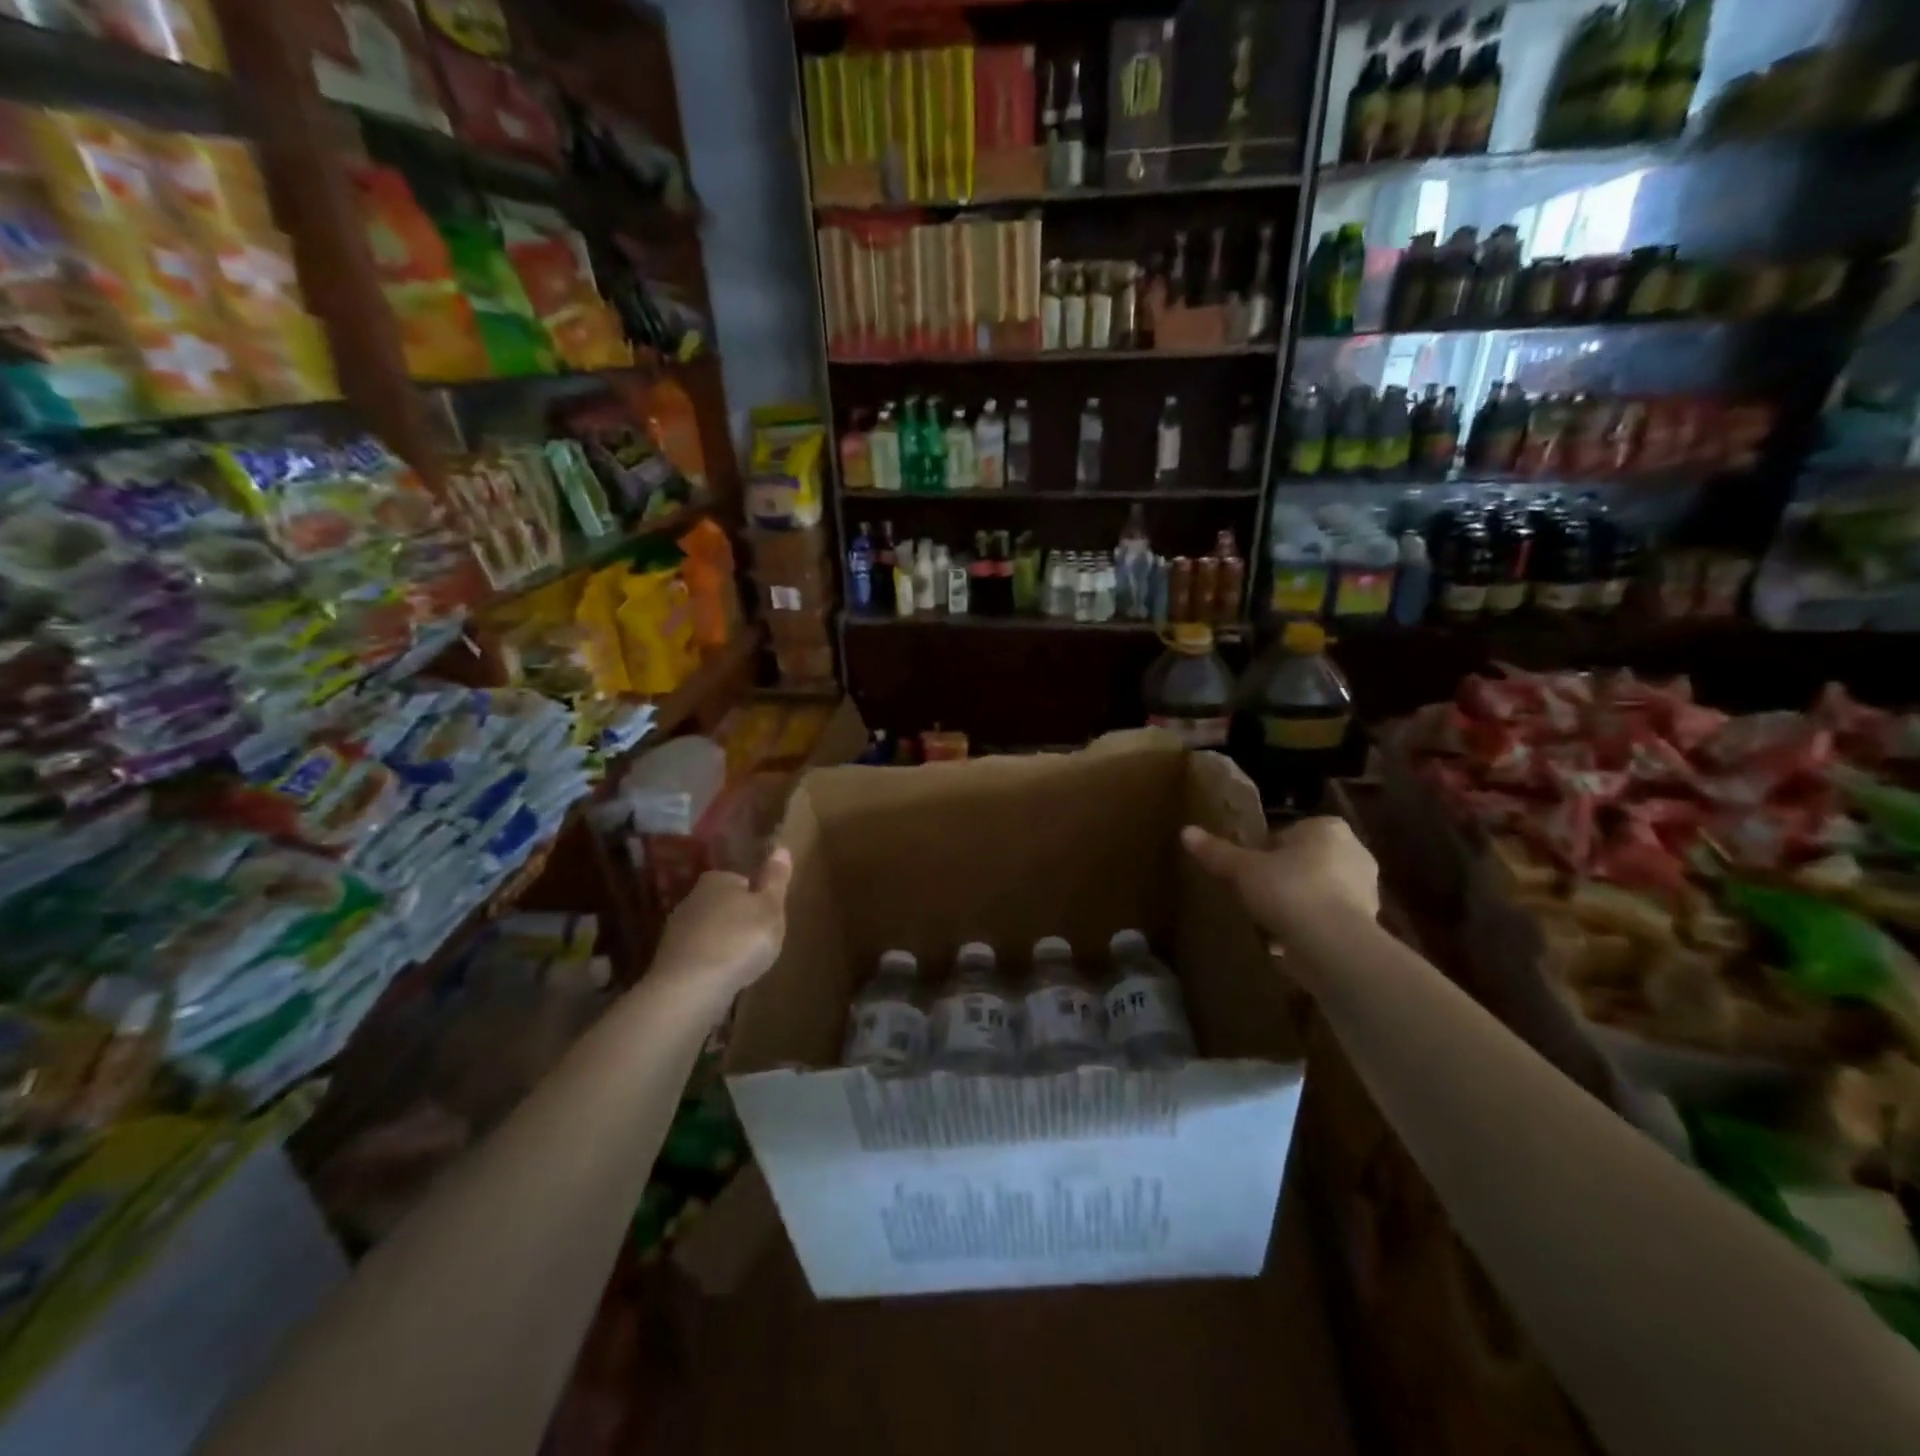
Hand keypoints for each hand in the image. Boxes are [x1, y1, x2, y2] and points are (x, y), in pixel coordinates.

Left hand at [652, 847, 793, 999]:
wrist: (690, 988)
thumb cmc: (739, 940)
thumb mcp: (770, 908)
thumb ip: (775, 879)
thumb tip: (781, 848)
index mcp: (717, 880)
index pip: (741, 881)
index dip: (756, 898)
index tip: (768, 917)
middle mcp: (692, 899)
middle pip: (723, 905)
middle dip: (738, 920)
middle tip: (759, 940)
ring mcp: (676, 931)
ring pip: (709, 931)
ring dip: (723, 943)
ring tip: (743, 963)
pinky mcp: (670, 961)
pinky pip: (698, 956)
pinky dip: (710, 963)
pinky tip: (723, 978)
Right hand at [1182, 817, 1378, 941]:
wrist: (1333, 944)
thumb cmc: (1288, 890)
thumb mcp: (1242, 870)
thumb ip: (1216, 852)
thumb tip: (1186, 832)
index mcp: (1327, 828)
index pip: (1288, 833)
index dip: (1265, 851)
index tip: (1248, 870)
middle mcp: (1354, 851)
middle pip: (1306, 861)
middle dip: (1284, 876)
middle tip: (1255, 894)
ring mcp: (1366, 889)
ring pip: (1320, 890)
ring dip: (1298, 903)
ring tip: (1269, 921)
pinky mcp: (1368, 923)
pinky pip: (1329, 918)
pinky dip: (1311, 927)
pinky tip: (1288, 942)